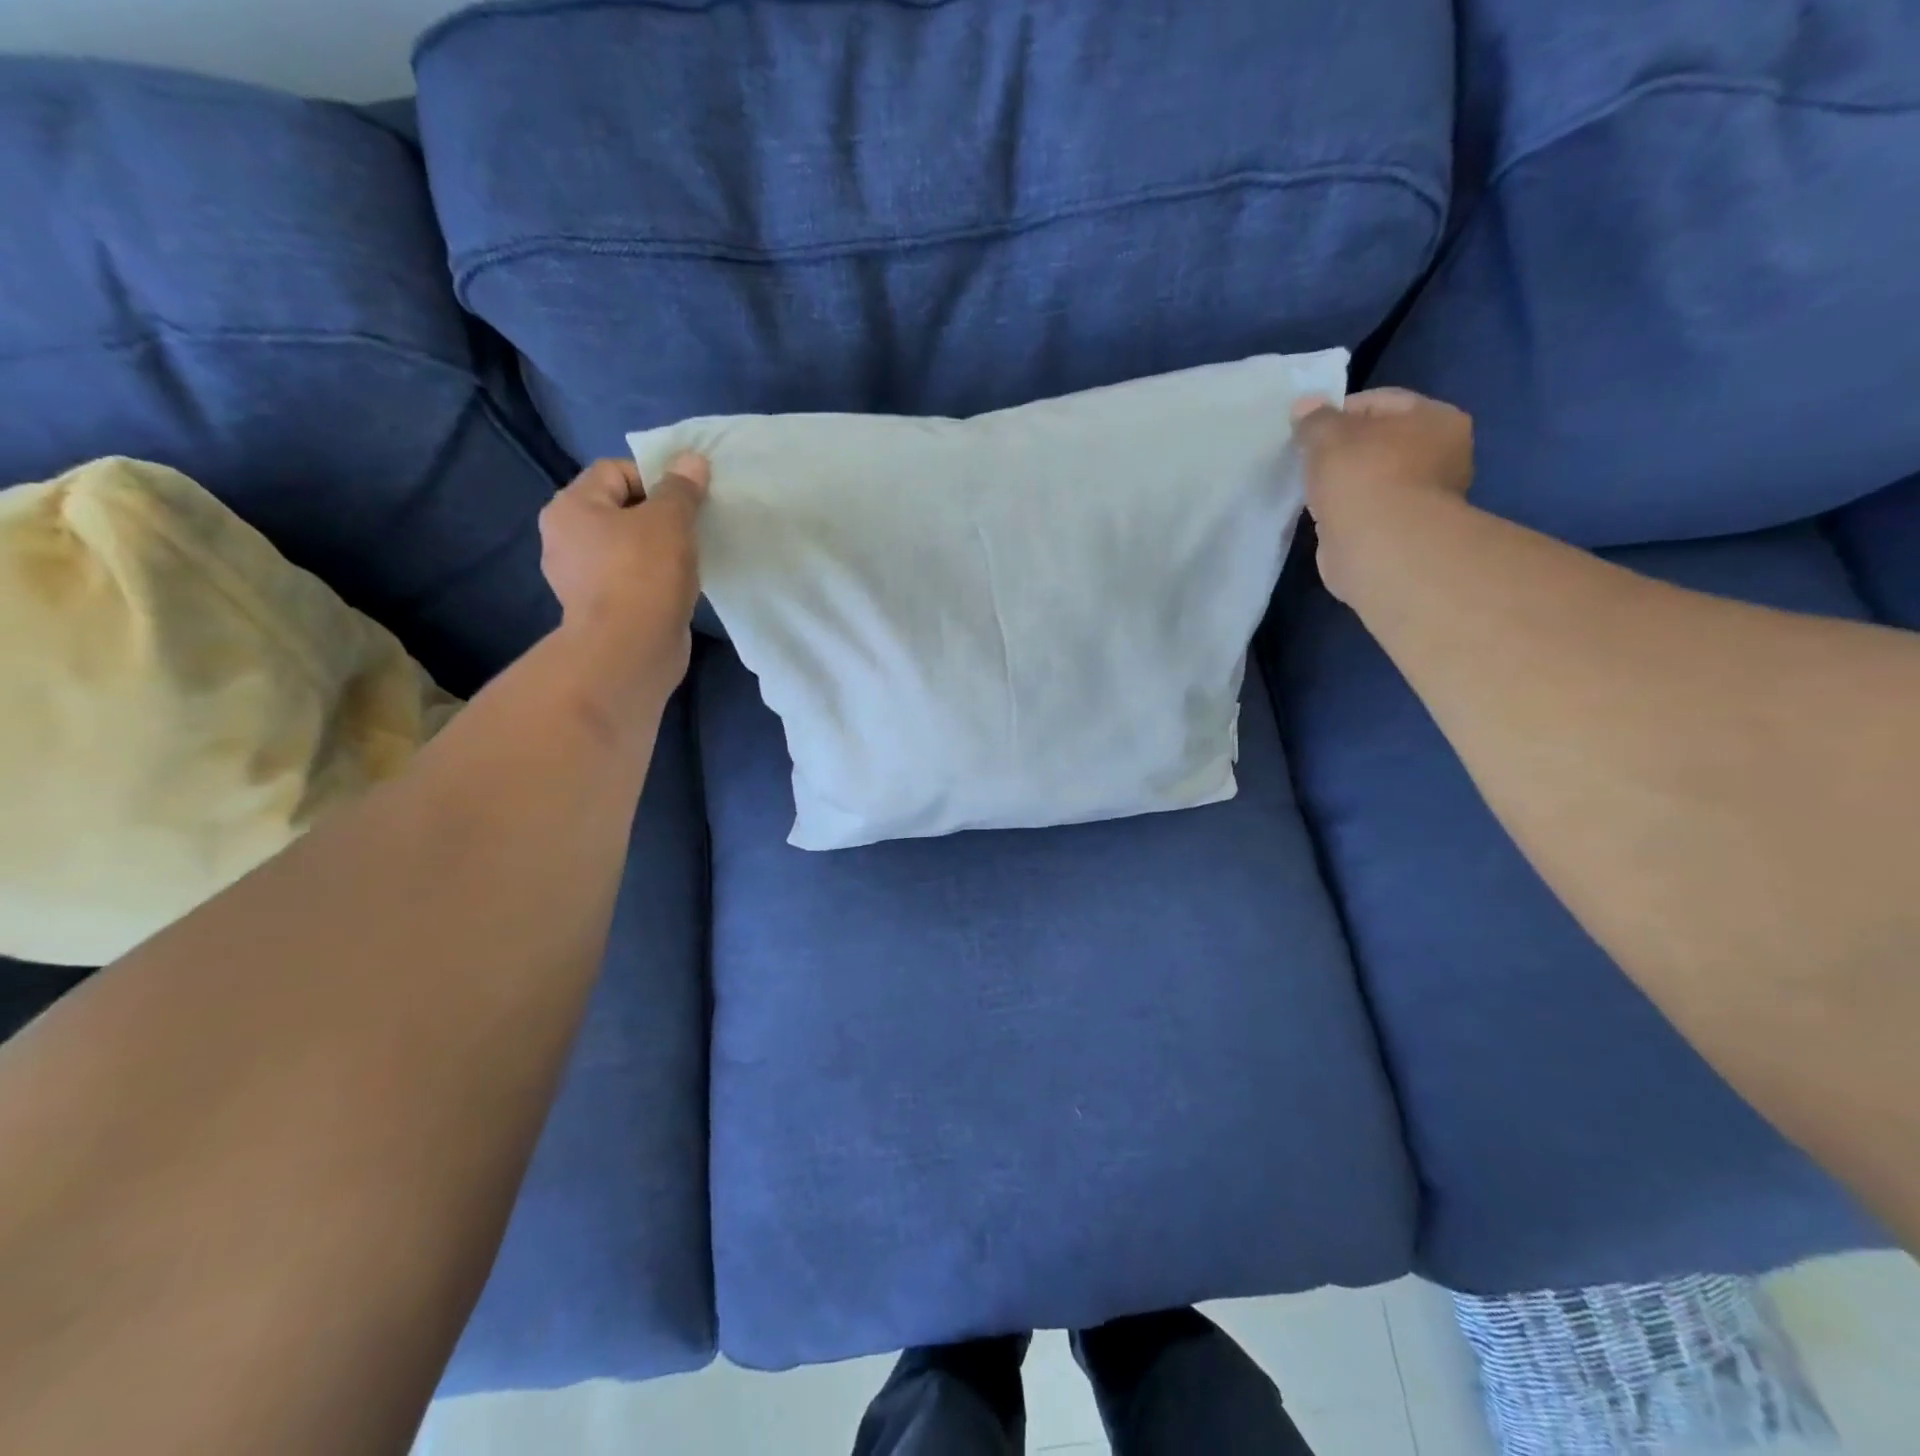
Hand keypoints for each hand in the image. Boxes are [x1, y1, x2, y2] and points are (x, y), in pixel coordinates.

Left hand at [539, 453, 708, 684]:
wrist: (630, 650)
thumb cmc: (645, 574)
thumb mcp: (670, 520)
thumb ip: (681, 488)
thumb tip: (692, 460)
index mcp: (571, 506)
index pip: (615, 470)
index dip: (656, 478)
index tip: (687, 501)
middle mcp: (564, 537)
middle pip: (619, 509)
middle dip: (657, 516)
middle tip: (690, 531)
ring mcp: (577, 576)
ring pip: (624, 546)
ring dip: (655, 550)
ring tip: (686, 563)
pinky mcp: (596, 608)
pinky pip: (627, 578)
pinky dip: (650, 579)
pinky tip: (672, 590)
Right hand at [1291, 388, 1473, 602]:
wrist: (1380, 548)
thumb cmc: (1363, 477)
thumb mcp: (1328, 434)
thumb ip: (1314, 418)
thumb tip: (1304, 406)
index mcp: (1437, 418)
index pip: (1380, 402)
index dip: (1339, 412)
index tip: (1307, 432)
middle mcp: (1442, 454)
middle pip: (1379, 442)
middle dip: (1344, 451)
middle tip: (1308, 461)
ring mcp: (1425, 497)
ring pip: (1373, 479)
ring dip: (1345, 484)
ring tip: (1313, 491)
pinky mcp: (1403, 532)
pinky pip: (1367, 511)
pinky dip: (1348, 512)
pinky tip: (1326, 517)